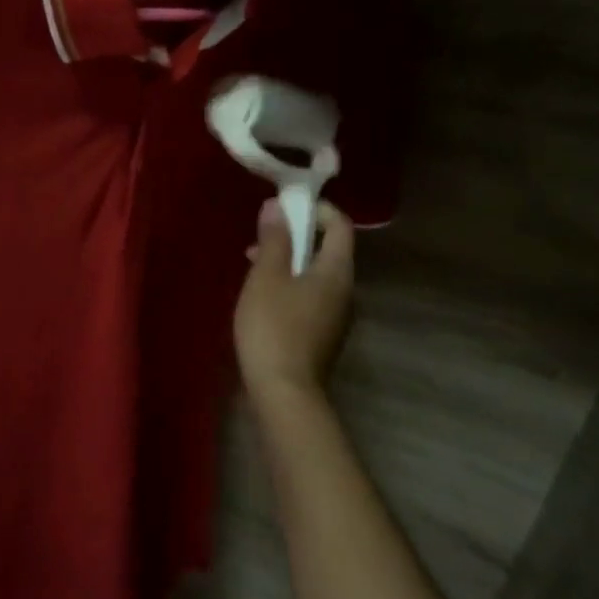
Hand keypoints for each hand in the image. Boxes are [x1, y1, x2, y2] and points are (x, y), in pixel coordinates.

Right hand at [234, 198, 357, 401]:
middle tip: (259, 238)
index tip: (283, 207)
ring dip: (288, 261)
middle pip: (328, 249)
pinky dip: (290, 285)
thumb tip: (277, 206)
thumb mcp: (266, 276)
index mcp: (337, 272)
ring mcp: (337, 316)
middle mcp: (346, 291)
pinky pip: (310, 295)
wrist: (284, 392)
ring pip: (316, 274)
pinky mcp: (323, 334)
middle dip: (295, 236)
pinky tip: (262, 298)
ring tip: (253, 267)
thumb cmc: (274, 327)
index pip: (339, 225)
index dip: (315, 209)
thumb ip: (274, 239)